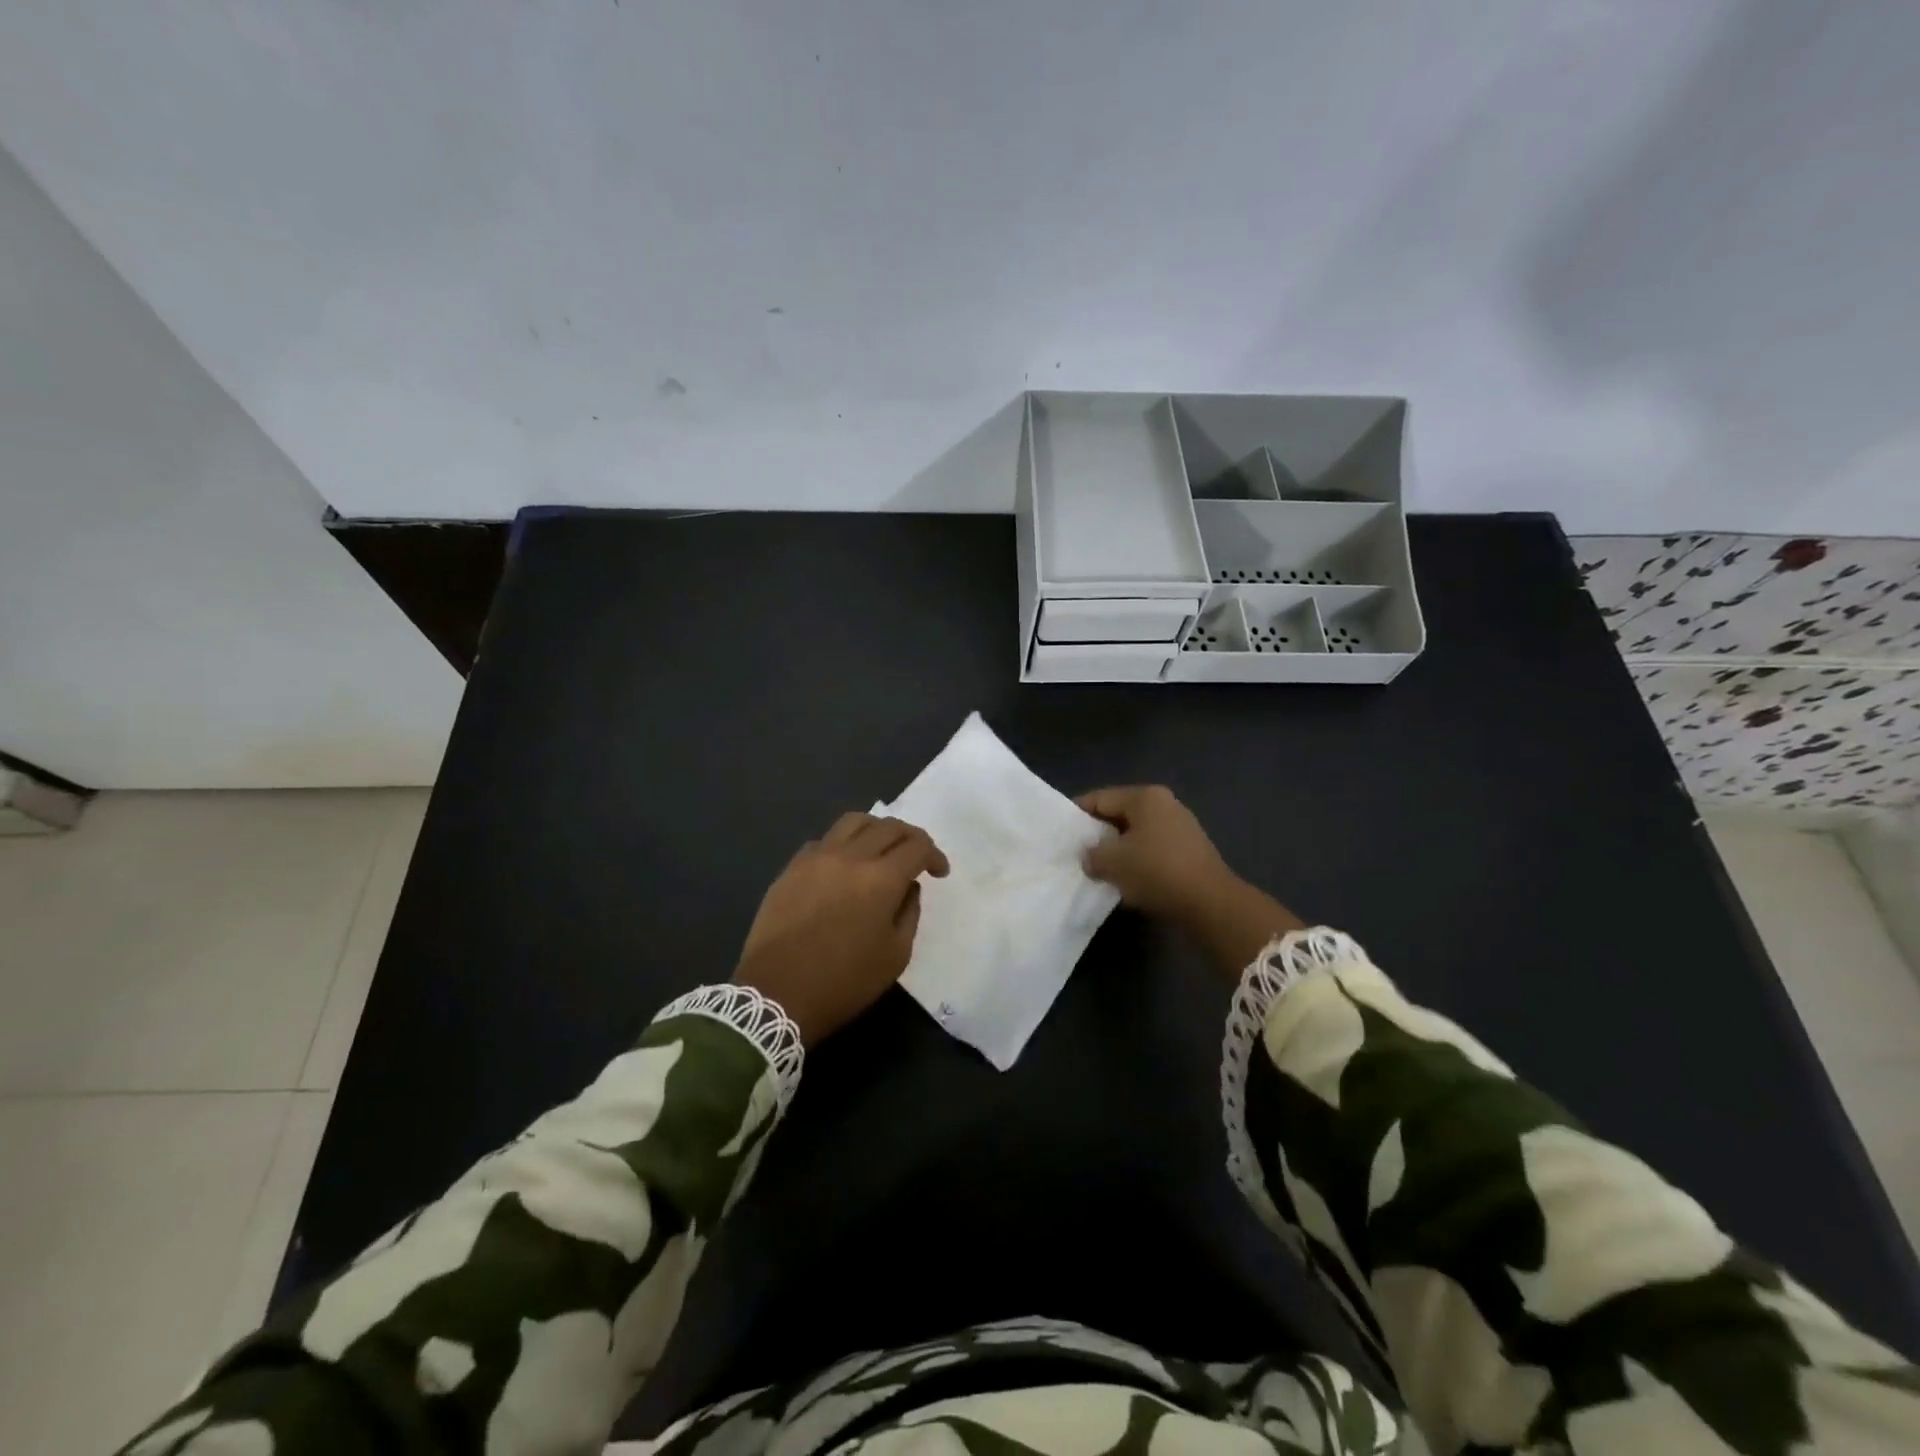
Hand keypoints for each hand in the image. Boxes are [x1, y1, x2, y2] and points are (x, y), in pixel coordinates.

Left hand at [734, 812, 949, 1045]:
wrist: (776, 995)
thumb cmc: (843, 982)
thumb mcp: (895, 956)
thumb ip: (909, 913)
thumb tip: (907, 887)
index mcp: (881, 879)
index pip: (917, 846)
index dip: (934, 855)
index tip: (939, 872)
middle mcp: (850, 857)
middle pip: (888, 827)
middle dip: (911, 837)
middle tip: (917, 856)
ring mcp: (817, 857)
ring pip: (854, 822)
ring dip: (876, 829)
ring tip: (881, 849)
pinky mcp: (792, 867)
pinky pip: (824, 840)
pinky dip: (844, 844)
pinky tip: (844, 866)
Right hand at [1077, 784, 1301, 974]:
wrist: (1210, 903)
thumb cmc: (1155, 871)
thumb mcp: (1111, 862)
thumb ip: (1092, 855)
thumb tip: (1090, 856)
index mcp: (1144, 797)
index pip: (1100, 798)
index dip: (1077, 814)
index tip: (1062, 833)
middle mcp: (1164, 804)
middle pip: (1119, 814)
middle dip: (1099, 833)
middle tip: (1078, 852)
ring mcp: (1181, 826)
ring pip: (1136, 833)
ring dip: (1118, 850)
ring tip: (1100, 869)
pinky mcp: (1190, 850)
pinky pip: (1152, 849)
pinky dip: (1137, 861)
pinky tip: (1127, 879)